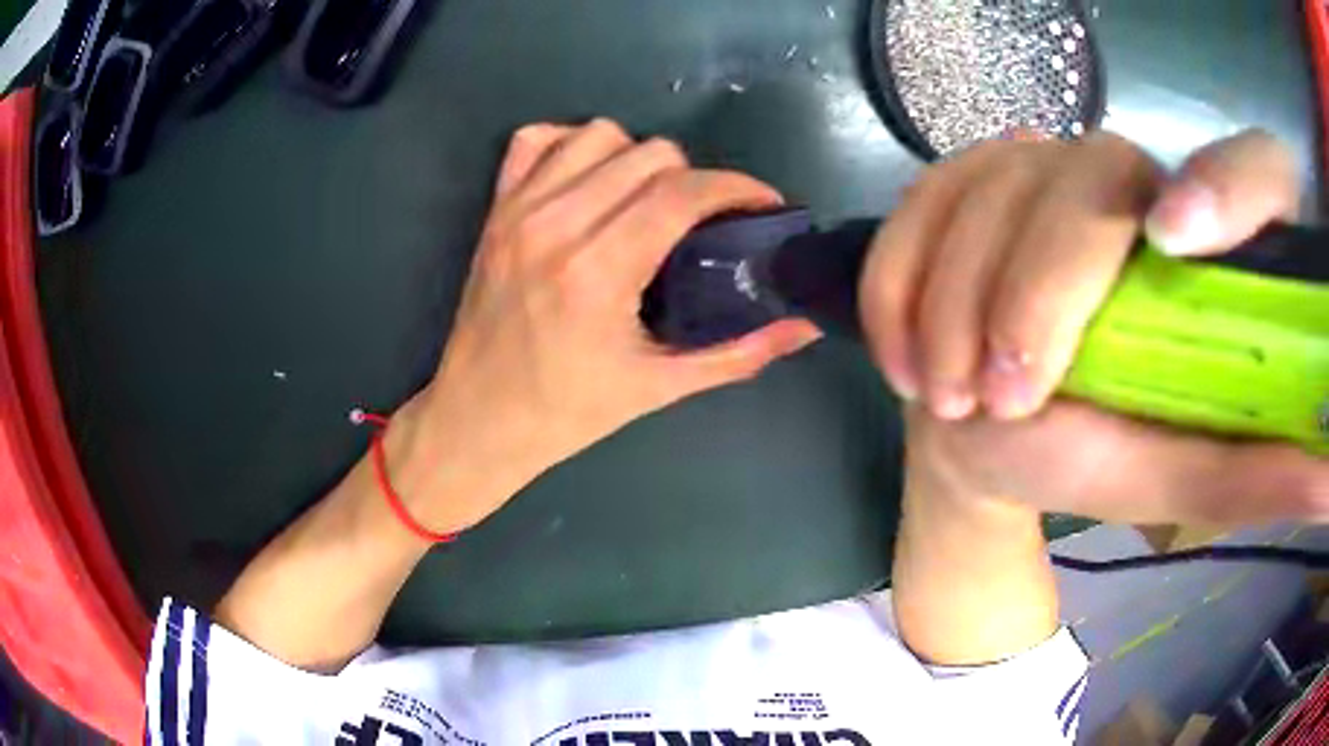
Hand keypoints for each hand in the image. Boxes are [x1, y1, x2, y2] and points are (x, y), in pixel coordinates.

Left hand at [391, 120, 819, 533]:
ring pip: (600, 134)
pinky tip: (590, 181)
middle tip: (702, 221)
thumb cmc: (566, 413)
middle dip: (694, 180)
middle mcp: (556, 225)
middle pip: (651, 154)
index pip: (684, 193)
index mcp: (597, 271)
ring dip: (637, 159)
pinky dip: (572, 145)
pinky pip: (537, 139)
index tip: (763, 203)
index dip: (738, 187)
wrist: (478, 418)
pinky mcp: (495, 208)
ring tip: (646, 201)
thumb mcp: (659, 387)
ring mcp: (519, 210)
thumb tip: (804, 328)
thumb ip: (739, 353)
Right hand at [861, 129, 1328, 523]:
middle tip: (997, 399)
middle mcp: (1126, 175)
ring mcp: (1034, 162)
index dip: (1229, 185)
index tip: (1179, 236)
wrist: (985, 422)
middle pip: (1087, 185)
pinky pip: (920, 202)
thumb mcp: (1177, 471)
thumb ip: (1253, 471)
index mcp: (1203, 239)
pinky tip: (900, 356)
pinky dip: (899, 284)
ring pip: (989, 193)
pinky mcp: (960, 173)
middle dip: (1037, 295)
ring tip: (944, 398)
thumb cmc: (1089, 452)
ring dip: (952, 304)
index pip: (1248, 171)